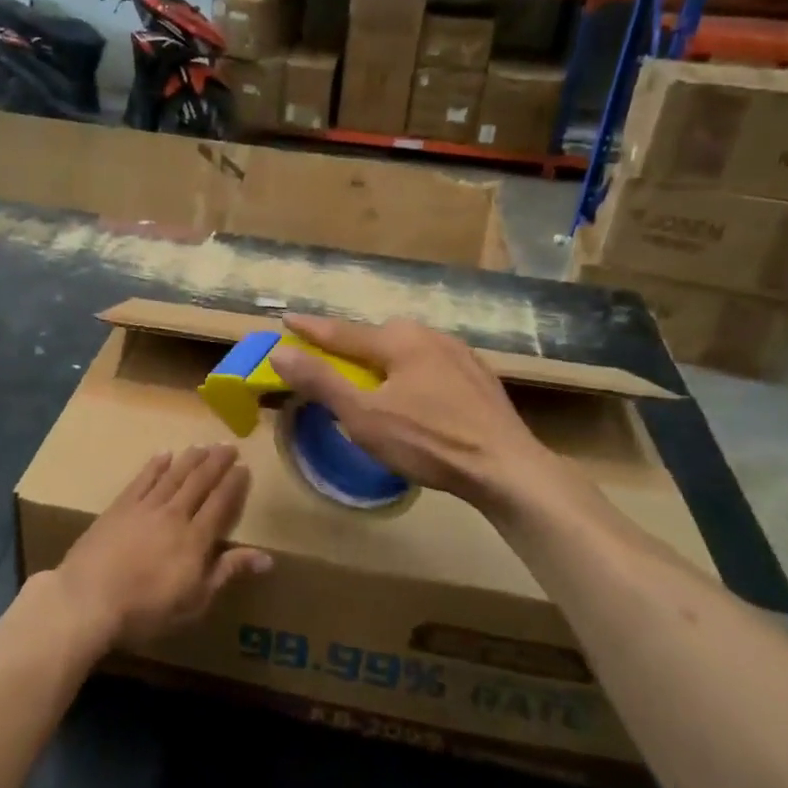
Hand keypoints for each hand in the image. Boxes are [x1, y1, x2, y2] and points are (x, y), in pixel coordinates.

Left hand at [50, 446, 268, 651]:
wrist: (88, 599)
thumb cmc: (146, 610)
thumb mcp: (195, 601)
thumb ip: (228, 573)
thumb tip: (267, 558)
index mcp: (195, 539)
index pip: (220, 503)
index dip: (233, 484)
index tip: (244, 467)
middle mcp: (174, 515)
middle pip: (199, 482)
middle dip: (216, 462)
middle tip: (229, 445)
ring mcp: (144, 507)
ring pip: (173, 475)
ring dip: (190, 459)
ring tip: (203, 445)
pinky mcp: (119, 507)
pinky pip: (142, 479)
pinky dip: (155, 466)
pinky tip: (164, 455)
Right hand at [268, 314, 574, 524]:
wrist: (507, 469)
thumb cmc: (428, 442)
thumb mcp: (363, 416)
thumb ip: (321, 381)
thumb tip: (280, 352)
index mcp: (400, 340)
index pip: (343, 332)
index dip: (311, 329)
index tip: (287, 318)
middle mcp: (430, 336)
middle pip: (378, 337)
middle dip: (351, 345)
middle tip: (330, 358)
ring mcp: (461, 355)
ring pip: (408, 350)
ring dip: (384, 359)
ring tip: (372, 378)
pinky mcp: (480, 378)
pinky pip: (432, 365)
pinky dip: (412, 372)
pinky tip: (416, 393)